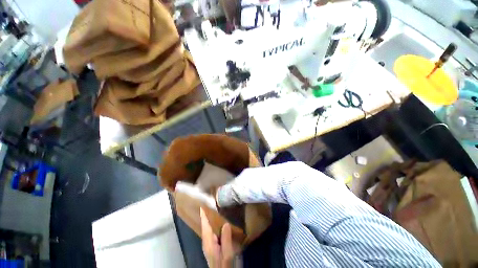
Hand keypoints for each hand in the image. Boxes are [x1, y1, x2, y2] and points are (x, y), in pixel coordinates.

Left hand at [200, 208, 237, 267]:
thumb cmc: (223, 265)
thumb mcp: (227, 254)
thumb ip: (226, 239)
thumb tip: (226, 223)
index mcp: (208, 242)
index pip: (204, 225)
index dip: (203, 215)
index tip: (203, 204)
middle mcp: (206, 241)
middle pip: (205, 225)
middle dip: (207, 215)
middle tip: (212, 203)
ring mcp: (209, 244)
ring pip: (208, 228)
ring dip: (210, 219)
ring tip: (216, 209)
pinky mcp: (212, 245)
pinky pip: (212, 231)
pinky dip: (214, 225)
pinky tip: (220, 222)